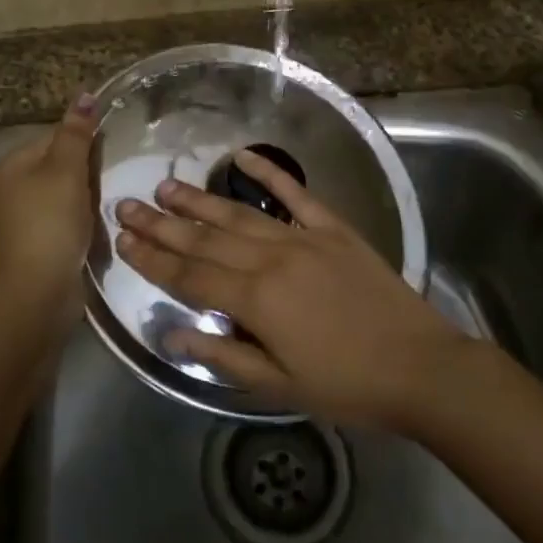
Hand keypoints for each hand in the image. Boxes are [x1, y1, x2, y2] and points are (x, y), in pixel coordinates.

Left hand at [0, 94, 96, 332]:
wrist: (38, 292)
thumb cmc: (51, 223)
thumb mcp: (66, 170)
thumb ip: (76, 133)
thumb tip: (85, 94)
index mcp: (14, 163)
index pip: (56, 135)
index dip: (84, 141)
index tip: (109, 153)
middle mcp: (15, 186)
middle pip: (61, 163)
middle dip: (88, 170)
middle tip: (113, 178)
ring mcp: (26, 216)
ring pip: (68, 192)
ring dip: (89, 196)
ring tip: (110, 201)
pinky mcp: (41, 241)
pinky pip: (68, 218)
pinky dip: (84, 219)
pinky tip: (99, 225)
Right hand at [115, 149, 467, 427]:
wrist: (420, 366)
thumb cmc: (348, 385)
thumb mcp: (280, 386)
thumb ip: (224, 356)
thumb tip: (172, 334)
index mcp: (256, 300)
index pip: (191, 276)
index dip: (153, 259)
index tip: (122, 240)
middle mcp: (272, 259)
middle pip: (206, 240)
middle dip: (162, 224)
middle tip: (126, 205)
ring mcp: (303, 237)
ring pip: (239, 214)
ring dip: (199, 200)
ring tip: (166, 186)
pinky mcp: (333, 228)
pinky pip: (295, 194)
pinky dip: (269, 173)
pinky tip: (242, 157)